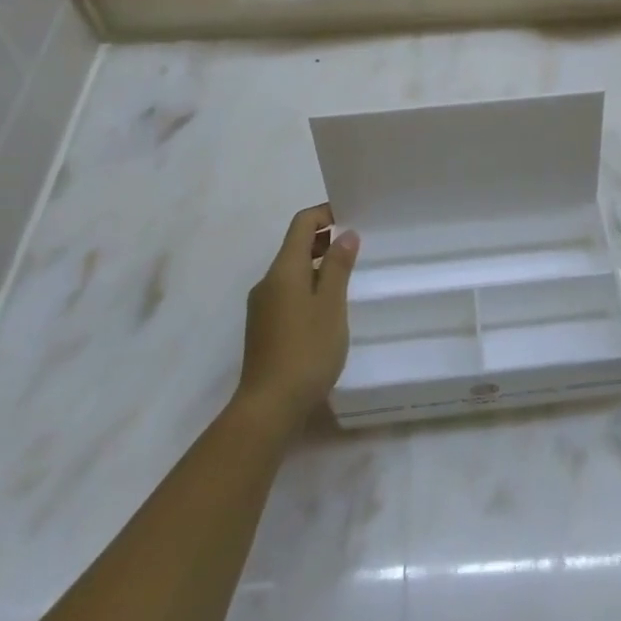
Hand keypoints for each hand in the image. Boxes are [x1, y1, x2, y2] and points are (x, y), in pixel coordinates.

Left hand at [235, 204, 359, 436]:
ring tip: (348, 275)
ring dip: (318, 265)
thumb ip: (338, 267)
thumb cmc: (307, 350)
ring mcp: (263, 306)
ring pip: (292, 271)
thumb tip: (345, 234)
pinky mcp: (264, 327)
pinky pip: (288, 292)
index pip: (301, 225)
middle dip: (324, 239)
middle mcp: (268, 282)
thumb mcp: (331, 305)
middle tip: (357, 245)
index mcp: (284, 270)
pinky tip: (329, 307)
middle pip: (295, 246)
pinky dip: (309, 286)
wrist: (269, 406)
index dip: (325, 214)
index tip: (352, 217)